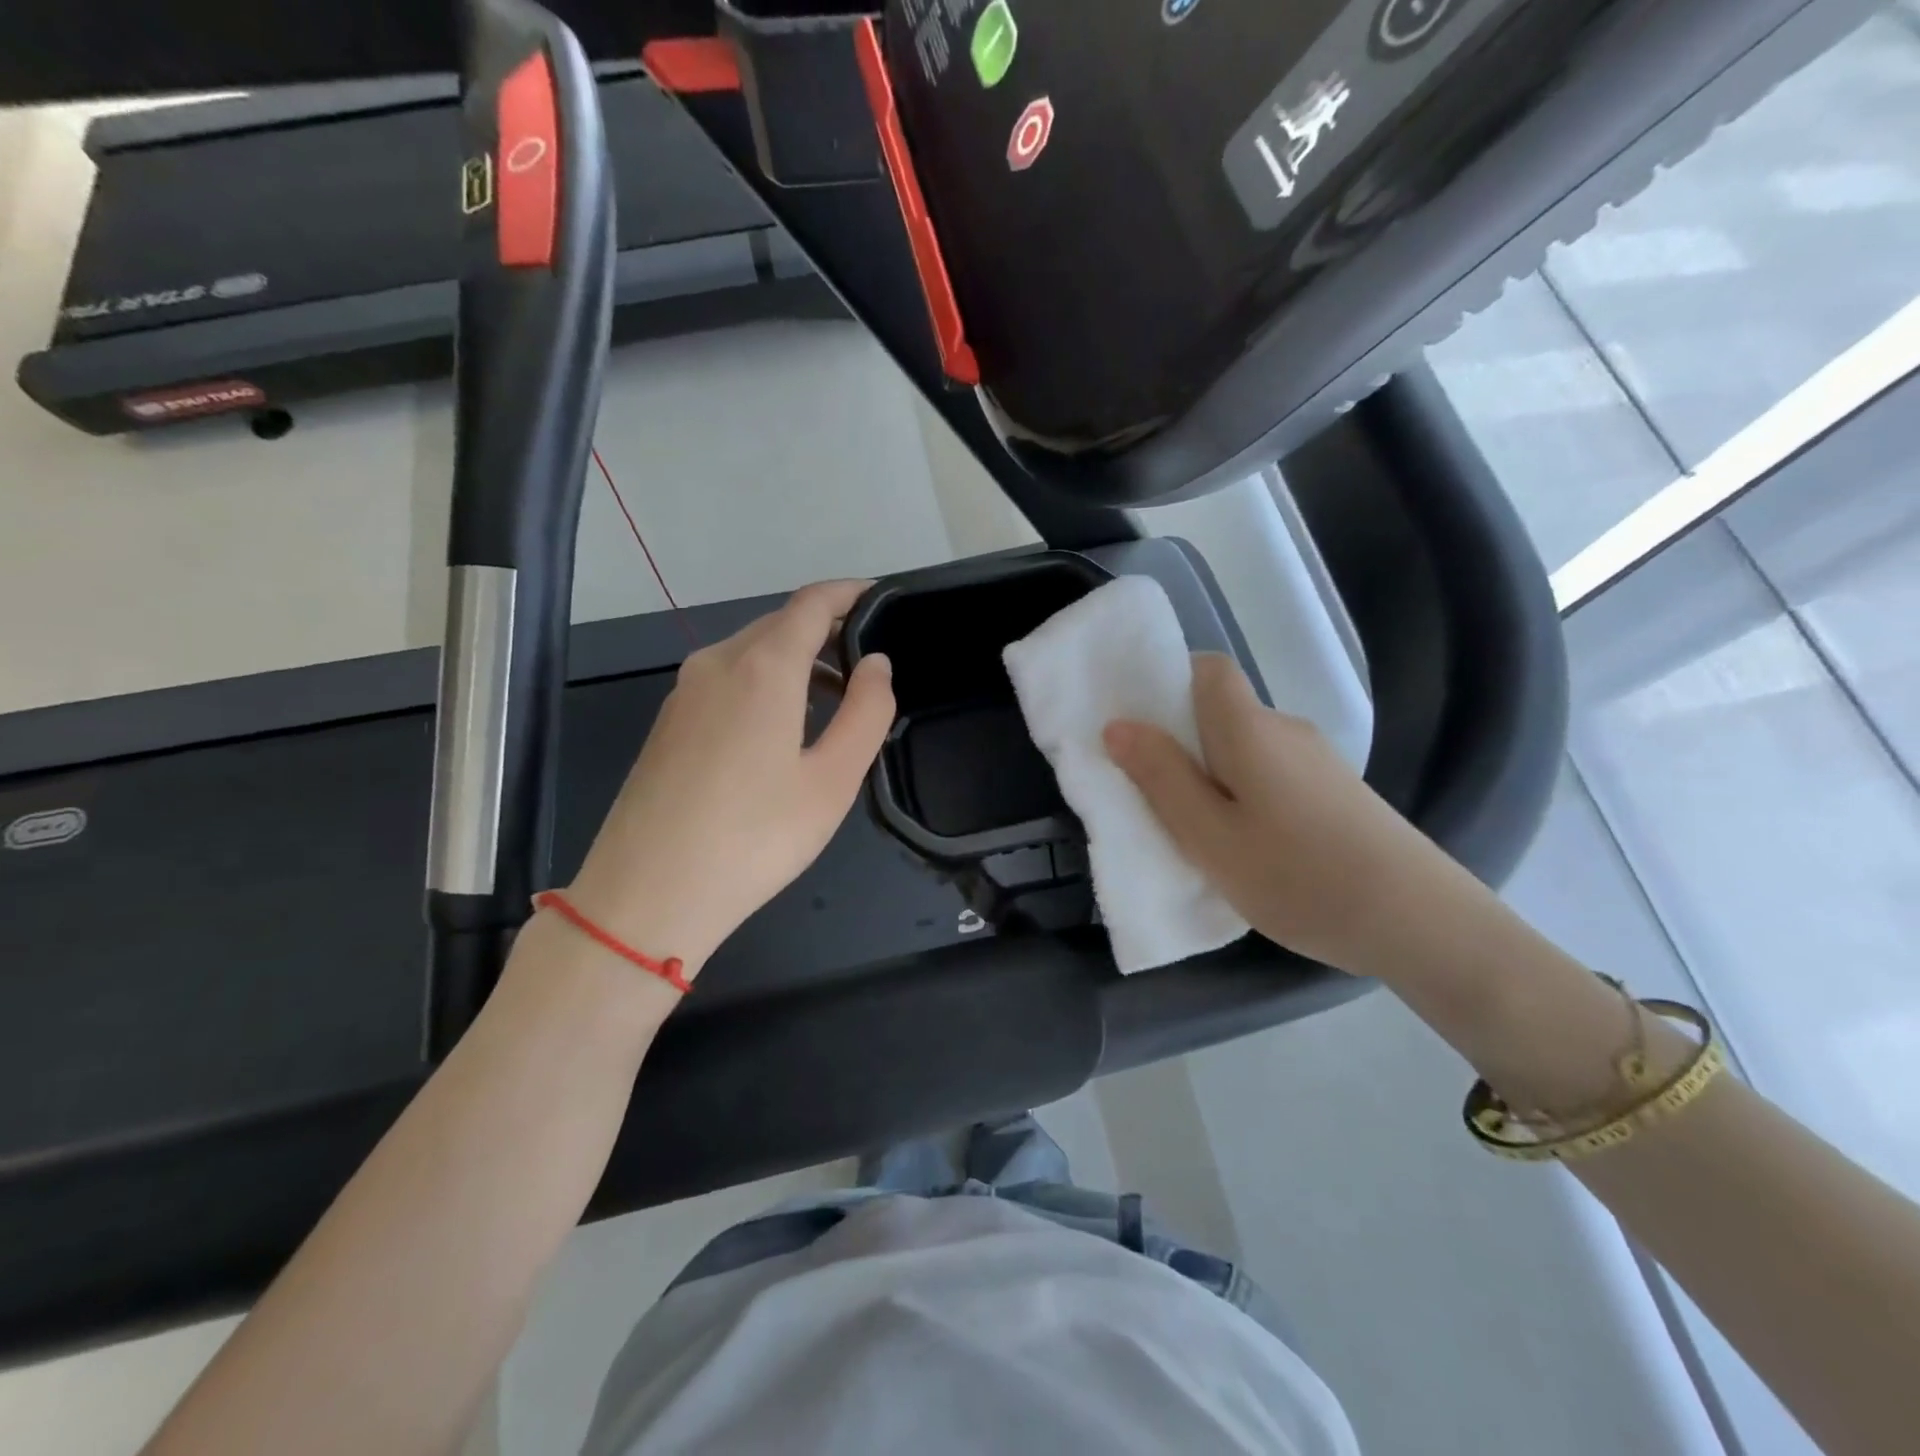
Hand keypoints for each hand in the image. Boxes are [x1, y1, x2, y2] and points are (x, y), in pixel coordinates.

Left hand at [564, 580, 894, 977]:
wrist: (647, 894)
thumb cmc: (755, 837)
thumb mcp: (832, 779)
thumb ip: (866, 712)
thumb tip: (876, 663)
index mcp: (762, 666)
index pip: (811, 602)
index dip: (849, 592)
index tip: (881, 599)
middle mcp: (717, 662)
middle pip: (779, 624)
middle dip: (827, 631)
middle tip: (868, 665)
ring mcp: (684, 691)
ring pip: (750, 652)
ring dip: (796, 660)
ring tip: (835, 699)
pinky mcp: (668, 722)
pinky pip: (726, 679)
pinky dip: (764, 682)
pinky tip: (782, 726)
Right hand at [1103, 653, 1461, 974]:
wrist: (1421, 923)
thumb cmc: (1298, 875)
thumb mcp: (1209, 836)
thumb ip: (1161, 777)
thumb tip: (1117, 725)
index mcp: (1249, 727)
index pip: (1207, 669)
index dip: (1167, 683)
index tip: (1139, 728)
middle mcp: (1285, 729)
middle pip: (1220, 711)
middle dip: (1178, 741)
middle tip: (1149, 793)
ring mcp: (1317, 761)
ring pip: (1244, 748)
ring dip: (1210, 775)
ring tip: (1193, 831)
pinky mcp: (1335, 792)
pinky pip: (1270, 774)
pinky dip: (1243, 795)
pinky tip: (1244, 846)